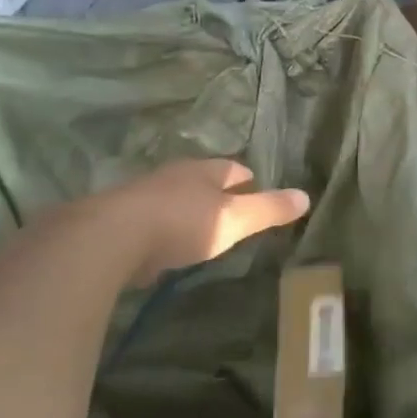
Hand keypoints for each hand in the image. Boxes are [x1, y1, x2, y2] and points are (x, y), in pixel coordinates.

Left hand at [96, 159, 308, 285]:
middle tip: (229, 210)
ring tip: (197, 228)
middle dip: (214, 192)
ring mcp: (141, 196)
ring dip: (184, 210)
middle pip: (200, 180)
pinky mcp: (117, 221)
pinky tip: (160, 248)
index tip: (255, 188)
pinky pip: (147, 221)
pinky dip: (159, 231)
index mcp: (203, 171)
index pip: (232, 169)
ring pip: (172, 199)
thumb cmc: (181, 222)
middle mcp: (172, 176)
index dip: (246, 179)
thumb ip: (268, 210)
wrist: (109, 237)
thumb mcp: (234, 219)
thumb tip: (306, 196)